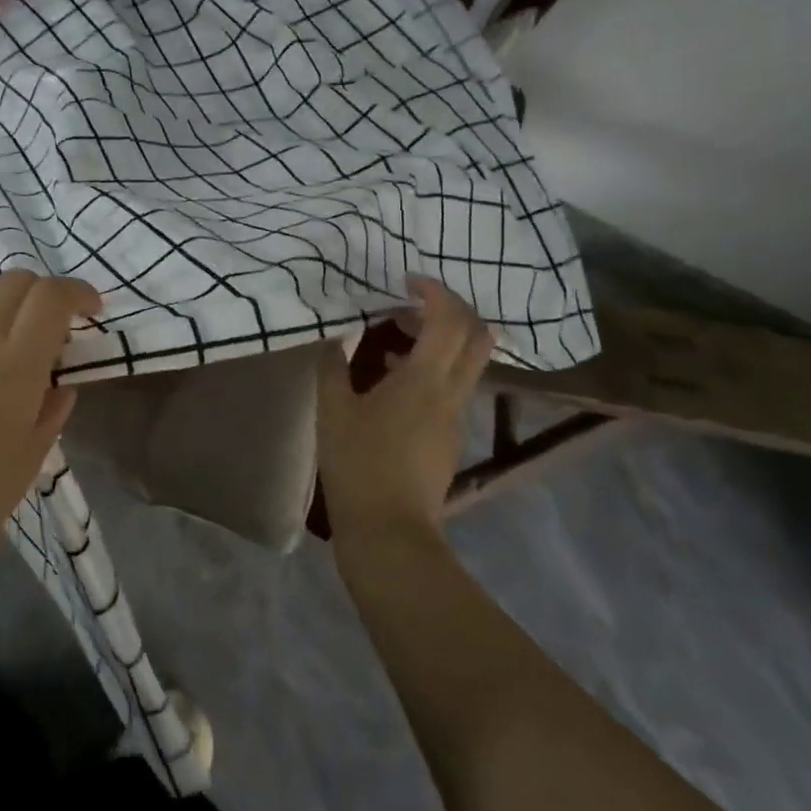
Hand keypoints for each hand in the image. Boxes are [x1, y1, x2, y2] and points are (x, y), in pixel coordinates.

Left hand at [0, 271, 101, 558]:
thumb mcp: (33, 456)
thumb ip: (52, 409)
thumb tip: (59, 383)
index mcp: (16, 364)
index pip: (51, 296)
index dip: (79, 292)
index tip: (94, 310)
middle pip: (17, 280)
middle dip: (47, 291)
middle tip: (59, 324)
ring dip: (9, 292)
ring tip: (18, 327)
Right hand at [316, 276, 494, 540]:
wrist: (390, 530)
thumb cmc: (357, 464)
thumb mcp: (332, 410)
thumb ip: (333, 366)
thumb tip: (337, 336)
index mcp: (425, 380)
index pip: (450, 320)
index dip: (435, 291)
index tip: (407, 280)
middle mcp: (452, 393)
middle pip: (478, 337)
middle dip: (451, 310)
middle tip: (411, 304)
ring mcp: (456, 417)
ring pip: (467, 362)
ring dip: (440, 340)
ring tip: (395, 339)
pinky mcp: (450, 437)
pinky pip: (452, 387)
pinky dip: (432, 369)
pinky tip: (392, 384)